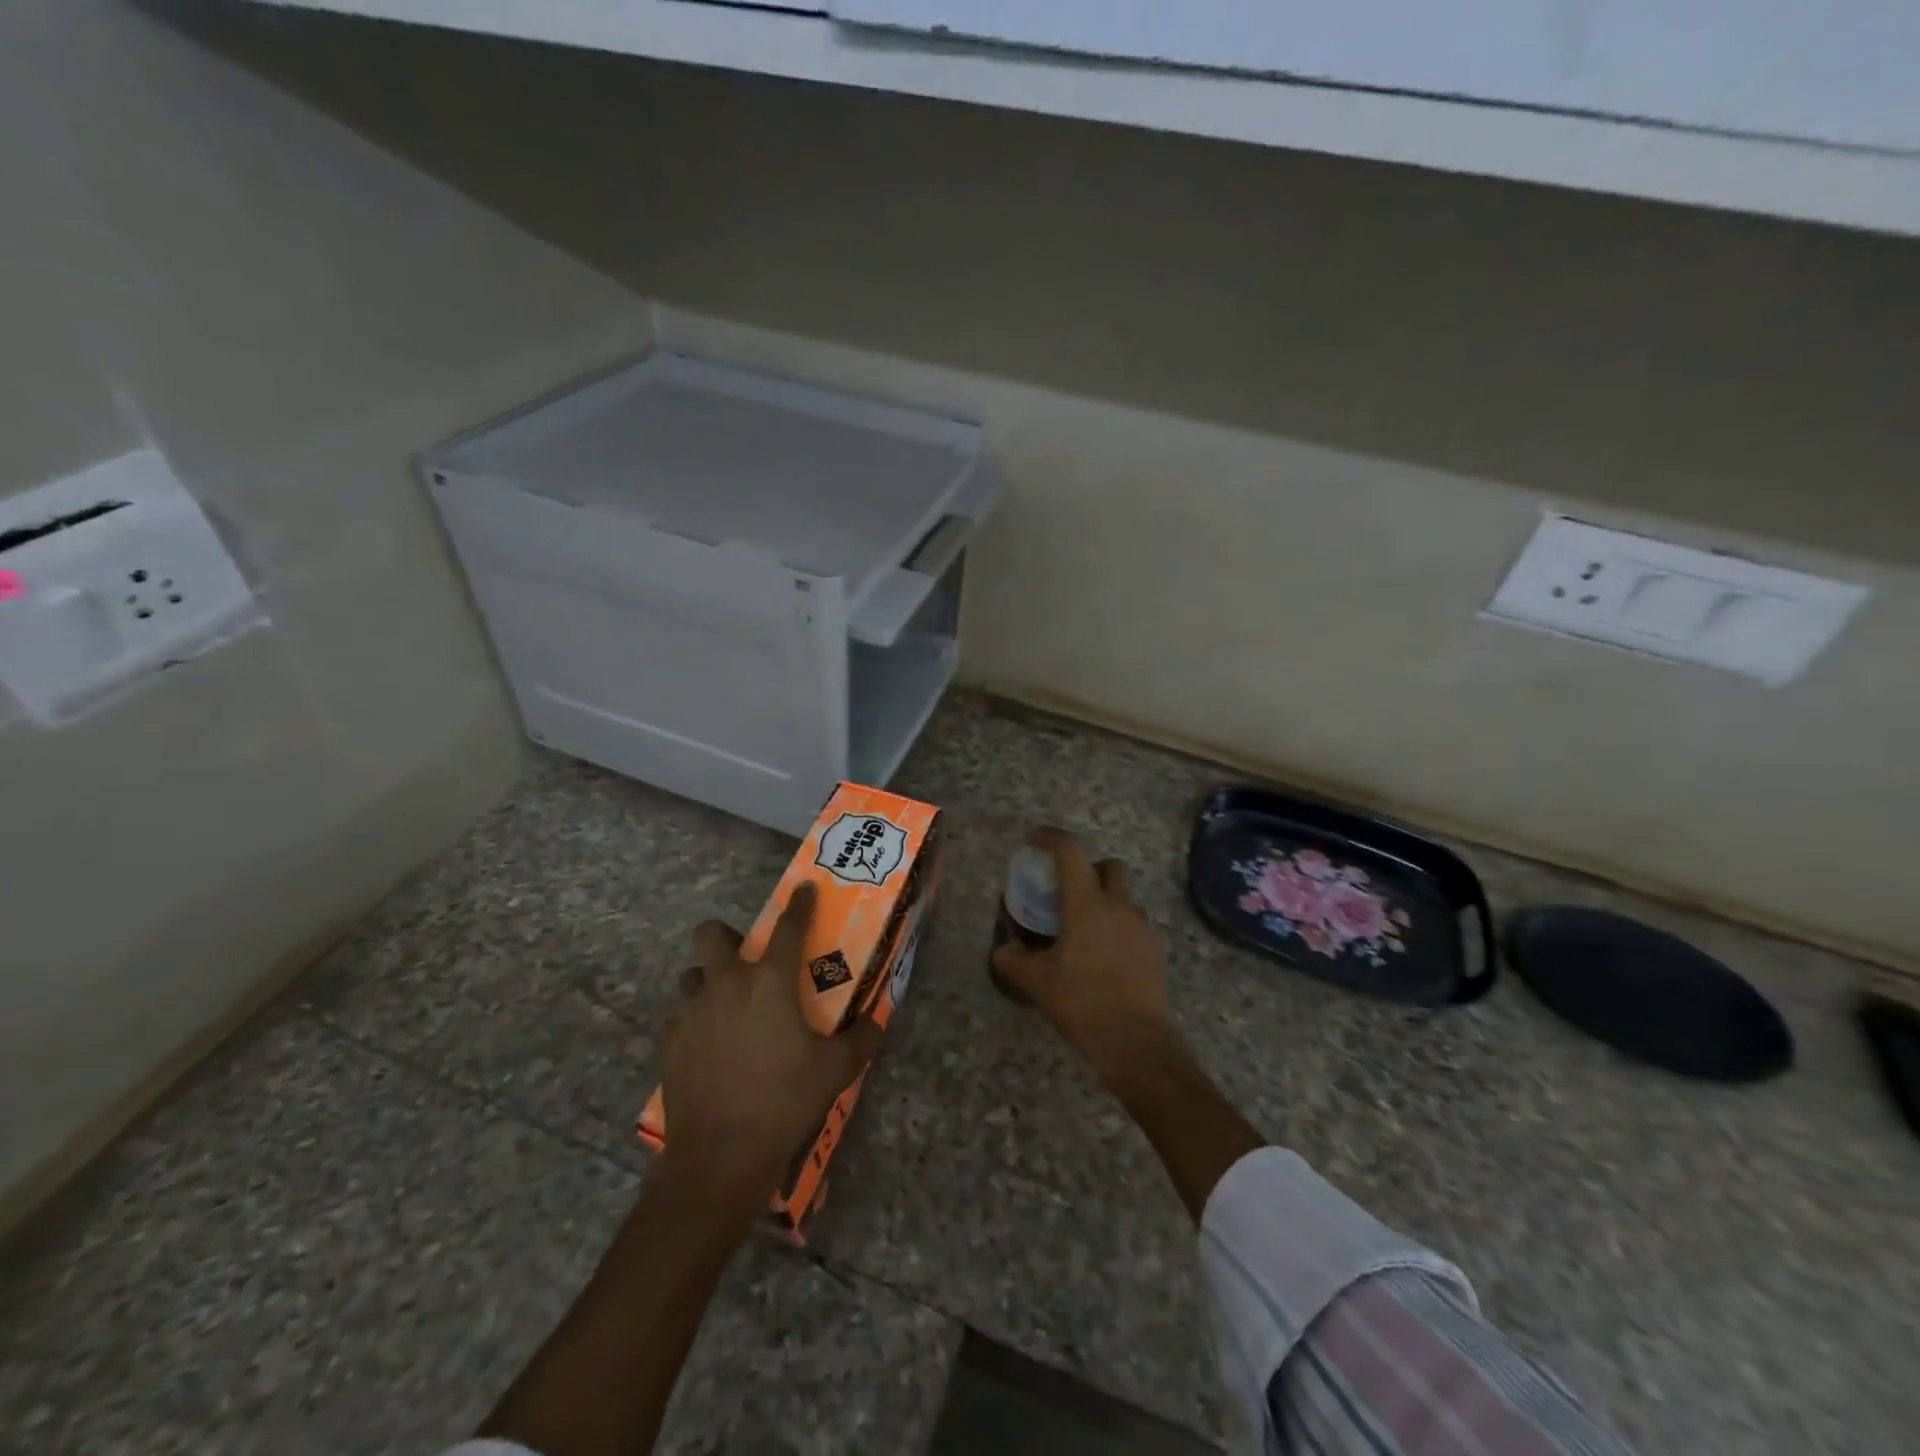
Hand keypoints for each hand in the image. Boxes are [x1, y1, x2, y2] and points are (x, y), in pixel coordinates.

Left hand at [659, 884, 881, 1218]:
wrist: (720, 1155)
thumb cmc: (784, 1100)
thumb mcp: (836, 1070)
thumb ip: (861, 1040)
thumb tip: (877, 1023)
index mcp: (769, 982)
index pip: (788, 927)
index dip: (798, 904)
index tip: (803, 888)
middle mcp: (726, 985)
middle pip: (710, 934)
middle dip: (725, 935)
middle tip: (745, 958)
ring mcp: (691, 1012)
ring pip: (692, 976)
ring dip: (709, 981)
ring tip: (727, 1007)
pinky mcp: (669, 1042)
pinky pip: (680, 1017)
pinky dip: (694, 1022)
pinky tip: (708, 1046)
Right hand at [990, 828, 1180, 1093]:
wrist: (1136, 1042)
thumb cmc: (1081, 1003)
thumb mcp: (1035, 982)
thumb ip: (1012, 960)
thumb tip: (1005, 949)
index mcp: (1086, 904)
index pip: (1070, 851)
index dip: (1050, 837)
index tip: (1033, 840)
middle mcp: (1118, 906)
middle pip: (1110, 865)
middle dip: (1090, 868)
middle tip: (1068, 891)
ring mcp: (1142, 927)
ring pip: (1124, 897)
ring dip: (1105, 902)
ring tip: (1084, 932)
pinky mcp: (1155, 950)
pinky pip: (1134, 925)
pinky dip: (1118, 929)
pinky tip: (1104, 959)